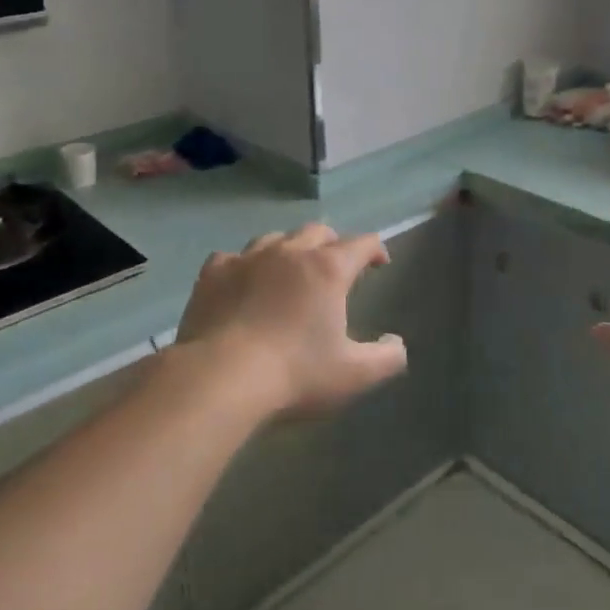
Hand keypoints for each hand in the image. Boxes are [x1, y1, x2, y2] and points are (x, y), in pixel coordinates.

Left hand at [168, 224, 407, 418]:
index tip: (379, 263)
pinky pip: (233, 256)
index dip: (375, 250)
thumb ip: (386, 358)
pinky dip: (244, 265)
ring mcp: (248, 258)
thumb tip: (396, 343)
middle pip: (318, 231)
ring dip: (289, 249)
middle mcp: (290, 252)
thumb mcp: (354, 375)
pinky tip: (242, 281)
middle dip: (333, 244)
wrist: (221, 377)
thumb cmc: (295, 374)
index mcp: (328, 269)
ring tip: (289, 271)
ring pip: (275, 238)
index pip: (362, 244)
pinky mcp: (213, 273)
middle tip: (336, 267)